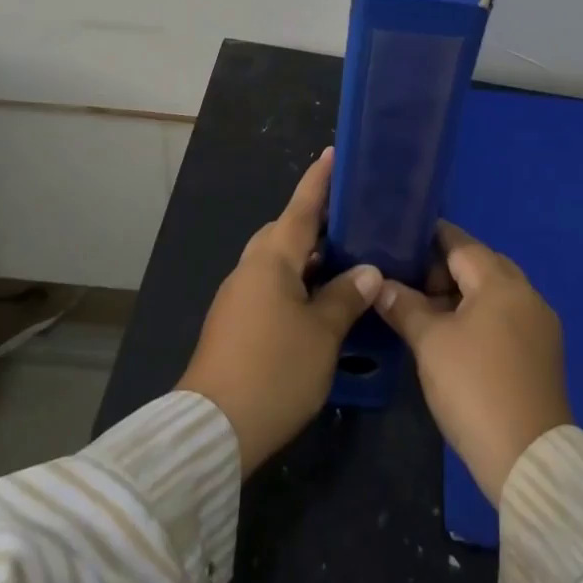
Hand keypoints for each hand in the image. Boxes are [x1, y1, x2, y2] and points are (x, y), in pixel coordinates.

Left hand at [176, 148, 382, 472]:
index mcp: (272, 259)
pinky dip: (297, 282)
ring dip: (308, 257)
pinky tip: (319, 301)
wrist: (213, 428)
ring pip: (279, 261)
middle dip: (317, 222)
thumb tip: (368, 271)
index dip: (319, 181)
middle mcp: (251, 268)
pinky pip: (271, 285)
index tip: (332, 154)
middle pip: (287, 232)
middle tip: (352, 220)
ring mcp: (239, 295)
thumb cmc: (274, 370)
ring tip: (346, 260)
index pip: (301, 208)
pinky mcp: (235, 322)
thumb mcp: (322, 334)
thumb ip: (346, 296)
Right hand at [376, 222, 572, 505]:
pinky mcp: (544, 353)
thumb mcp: (430, 343)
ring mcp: (540, 324)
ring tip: (428, 309)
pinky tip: (458, 335)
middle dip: (446, 267)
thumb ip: (403, 306)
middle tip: (410, 280)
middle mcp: (527, 294)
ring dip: (464, 293)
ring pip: (495, 292)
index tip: (401, 239)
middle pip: (481, 264)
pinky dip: (482, 314)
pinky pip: (508, 316)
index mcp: (501, 282)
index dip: (430, 238)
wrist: (529, 460)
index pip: (461, 243)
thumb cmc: (474, 388)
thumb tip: (379, 284)